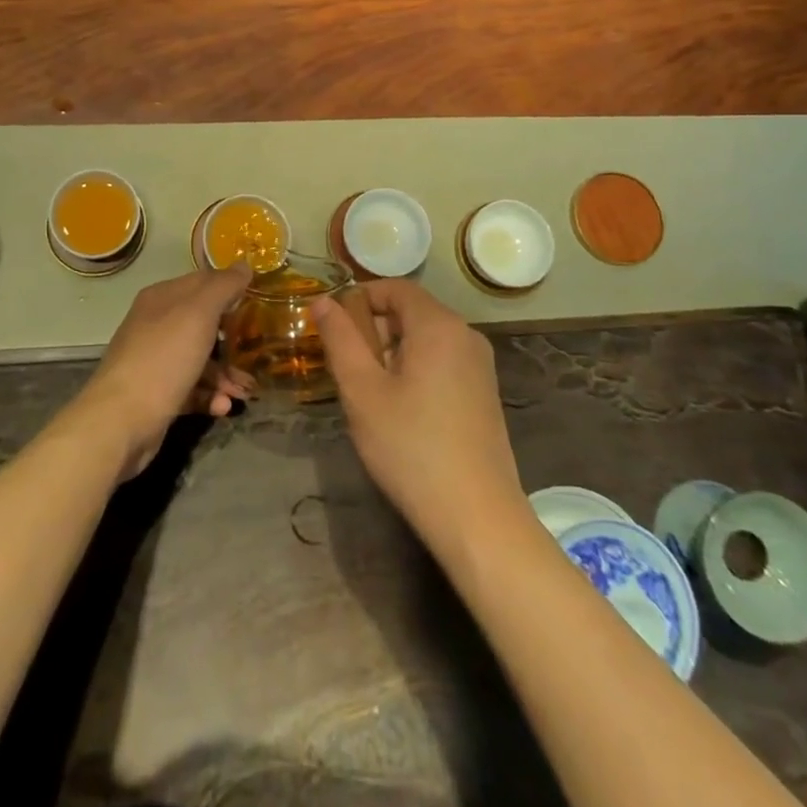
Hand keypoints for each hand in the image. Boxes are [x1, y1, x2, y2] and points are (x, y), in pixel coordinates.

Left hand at [74, 264, 254, 478]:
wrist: (121, 420)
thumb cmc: (164, 357)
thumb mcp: (199, 313)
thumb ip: (223, 287)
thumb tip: (244, 265)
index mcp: (162, 298)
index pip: (203, 282)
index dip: (231, 289)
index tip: (259, 303)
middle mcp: (156, 324)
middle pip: (203, 323)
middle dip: (232, 339)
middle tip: (257, 351)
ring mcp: (155, 360)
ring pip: (199, 359)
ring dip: (225, 374)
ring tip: (246, 391)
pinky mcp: (157, 394)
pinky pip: (191, 388)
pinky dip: (209, 395)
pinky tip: (223, 407)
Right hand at [313, 280, 524, 556]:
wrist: (477, 518)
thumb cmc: (411, 448)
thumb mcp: (362, 391)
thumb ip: (340, 339)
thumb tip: (322, 301)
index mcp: (438, 325)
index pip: (394, 287)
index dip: (359, 298)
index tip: (333, 329)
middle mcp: (466, 335)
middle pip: (410, 311)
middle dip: (373, 329)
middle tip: (346, 368)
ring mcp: (480, 366)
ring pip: (425, 339)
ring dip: (391, 352)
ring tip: (368, 393)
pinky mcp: (484, 393)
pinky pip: (441, 361)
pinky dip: (414, 370)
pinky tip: (399, 411)